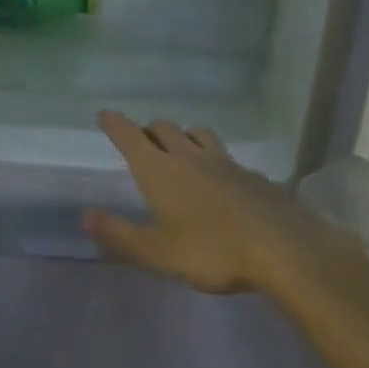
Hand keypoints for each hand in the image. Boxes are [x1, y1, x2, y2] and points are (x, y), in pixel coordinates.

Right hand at [84, 111, 343, 294]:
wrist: (283, 247)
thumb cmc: (212, 250)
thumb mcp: (158, 252)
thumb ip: (119, 234)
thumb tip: (86, 216)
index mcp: (160, 170)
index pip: (130, 136)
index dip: (114, 124)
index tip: (104, 115)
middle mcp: (189, 157)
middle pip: (163, 128)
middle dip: (147, 130)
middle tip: (141, 141)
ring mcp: (224, 162)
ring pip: (197, 133)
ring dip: (183, 135)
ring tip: (180, 148)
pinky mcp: (252, 175)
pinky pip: (225, 155)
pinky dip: (213, 157)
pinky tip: (220, 176)